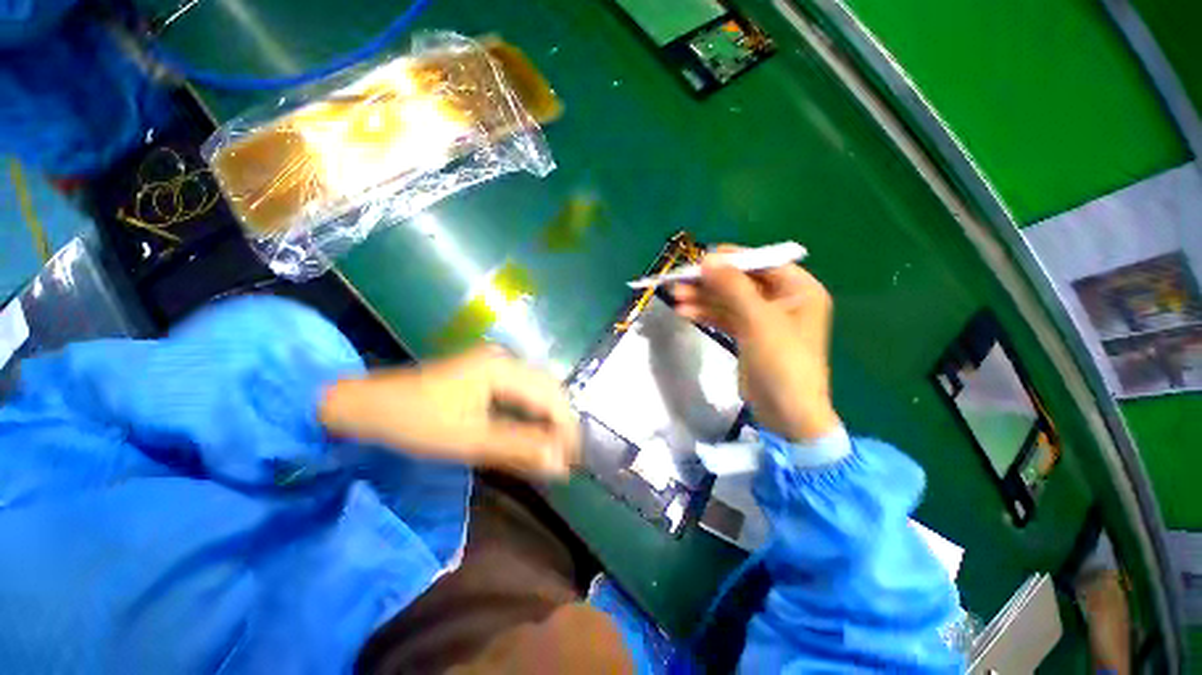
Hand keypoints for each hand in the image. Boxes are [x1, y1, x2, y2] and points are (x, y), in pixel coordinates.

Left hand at [320, 346, 579, 477]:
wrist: (367, 405)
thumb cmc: (415, 422)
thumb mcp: (469, 440)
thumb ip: (518, 449)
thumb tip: (560, 464)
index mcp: (502, 369)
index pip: (550, 397)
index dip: (565, 428)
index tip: (572, 459)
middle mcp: (506, 360)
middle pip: (549, 390)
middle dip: (560, 423)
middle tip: (565, 457)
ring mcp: (497, 365)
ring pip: (537, 391)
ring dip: (547, 419)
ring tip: (552, 449)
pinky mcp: (489, 374)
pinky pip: (521, 393)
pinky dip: (530, 415)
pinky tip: (531, 434)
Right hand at [671, 246, 839, 441]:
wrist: (786, 413)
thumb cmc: (782, 361)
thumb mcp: (758, 320)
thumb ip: (733, 287)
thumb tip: (707, 259)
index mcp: (798, 289)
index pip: (762, 263)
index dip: (731, 259)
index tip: (701, 258)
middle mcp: (782, 300)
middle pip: (740, 282)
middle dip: (710, 282)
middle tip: (679, 280)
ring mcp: (763, 319)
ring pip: (729, 301)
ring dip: (703, 298)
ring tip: (674, 296)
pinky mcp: (748, 336)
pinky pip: (725, 318)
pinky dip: (706, 314)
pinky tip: (684, 312)